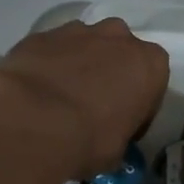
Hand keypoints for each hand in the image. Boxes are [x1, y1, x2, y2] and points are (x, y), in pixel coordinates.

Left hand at [0, 18, 168, 180]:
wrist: (31, 120)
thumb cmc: (88, 140)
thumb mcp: (117, 152)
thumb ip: (119, 136)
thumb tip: (108, 142)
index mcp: (149, 64)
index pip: (152, 82)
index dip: (138, 105)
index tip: (123, 124)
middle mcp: (118, 37)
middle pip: (119, 53)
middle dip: (110, 74)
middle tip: (93, 107)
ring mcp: (78, 31)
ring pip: (85, 46)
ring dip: (79, 65)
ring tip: (60, 99)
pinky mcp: (41, 34)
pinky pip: (52, 50)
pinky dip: (48, 65)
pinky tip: (35, 92)